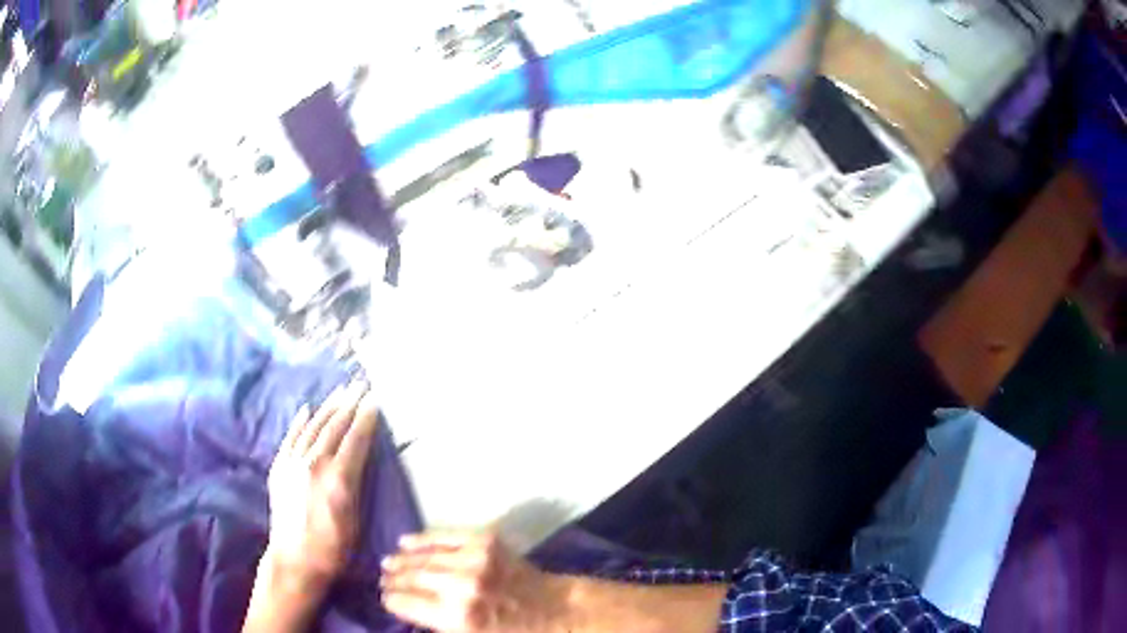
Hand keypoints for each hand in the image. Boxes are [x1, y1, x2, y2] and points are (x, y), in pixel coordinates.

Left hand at [264, 382, 379, 590]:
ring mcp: (292, 463)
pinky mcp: (279, 467)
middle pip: (334, 427)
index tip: (375, 400)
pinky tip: (306, 409)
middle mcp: (314, 464)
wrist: (295, 559)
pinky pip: (290, 437)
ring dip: (327, 407)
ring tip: (339, 391)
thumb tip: (359, 457)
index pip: (355, 440)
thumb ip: (356, 484)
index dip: (366, 419)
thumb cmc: (334, 547)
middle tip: (359, 385)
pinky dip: (299, 422)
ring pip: (312, 427)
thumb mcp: (355, 518)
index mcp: (338, 479)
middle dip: (349, 404)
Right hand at [381, 531, 569, 632]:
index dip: (392, 600)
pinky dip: (423, 540)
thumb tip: (407, 608)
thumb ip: (438, 624)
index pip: (408, 604)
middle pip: (413, 579)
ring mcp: (474, 560)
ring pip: (425, 558)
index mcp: (459, 618)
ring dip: (403, 560)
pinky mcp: (485, 541)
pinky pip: (445, 537)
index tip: (384, 596)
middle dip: (395, 579)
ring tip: (388, 562)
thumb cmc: (511, 631)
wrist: (552, 607)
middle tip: (383, 578)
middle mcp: (463, 587)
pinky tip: (405, 542)